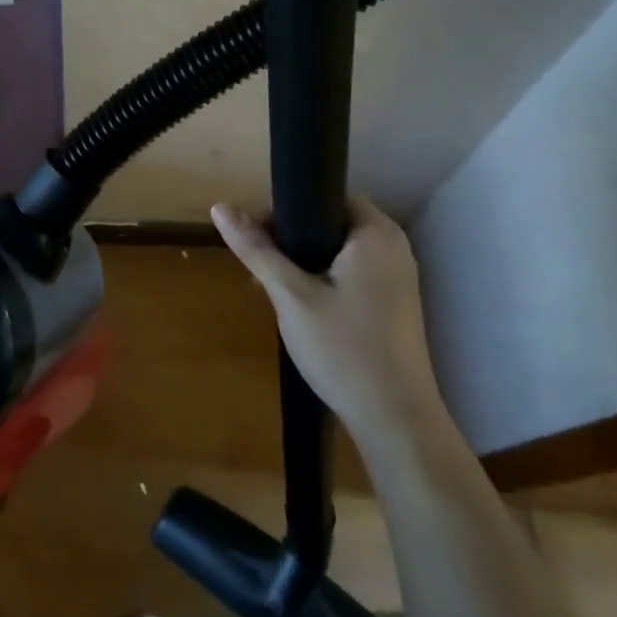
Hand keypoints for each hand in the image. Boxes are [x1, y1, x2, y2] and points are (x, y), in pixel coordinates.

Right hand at [211, 198, 444, 446]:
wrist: (395, 420)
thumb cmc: (343, 350)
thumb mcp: (291, 296)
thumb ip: (257, 250)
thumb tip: (220, 207)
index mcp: (375, 235)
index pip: (325, 196)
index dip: (284, 210)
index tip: (254, 236)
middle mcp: (393, 248)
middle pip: (330, 222)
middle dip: (289, 239)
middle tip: (258, 267)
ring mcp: (397, 278)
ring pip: (337, 251)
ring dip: (302, 262)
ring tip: (271, 289)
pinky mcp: (393, 305)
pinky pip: (351, 274)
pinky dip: (323, 280)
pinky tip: (301, 308)